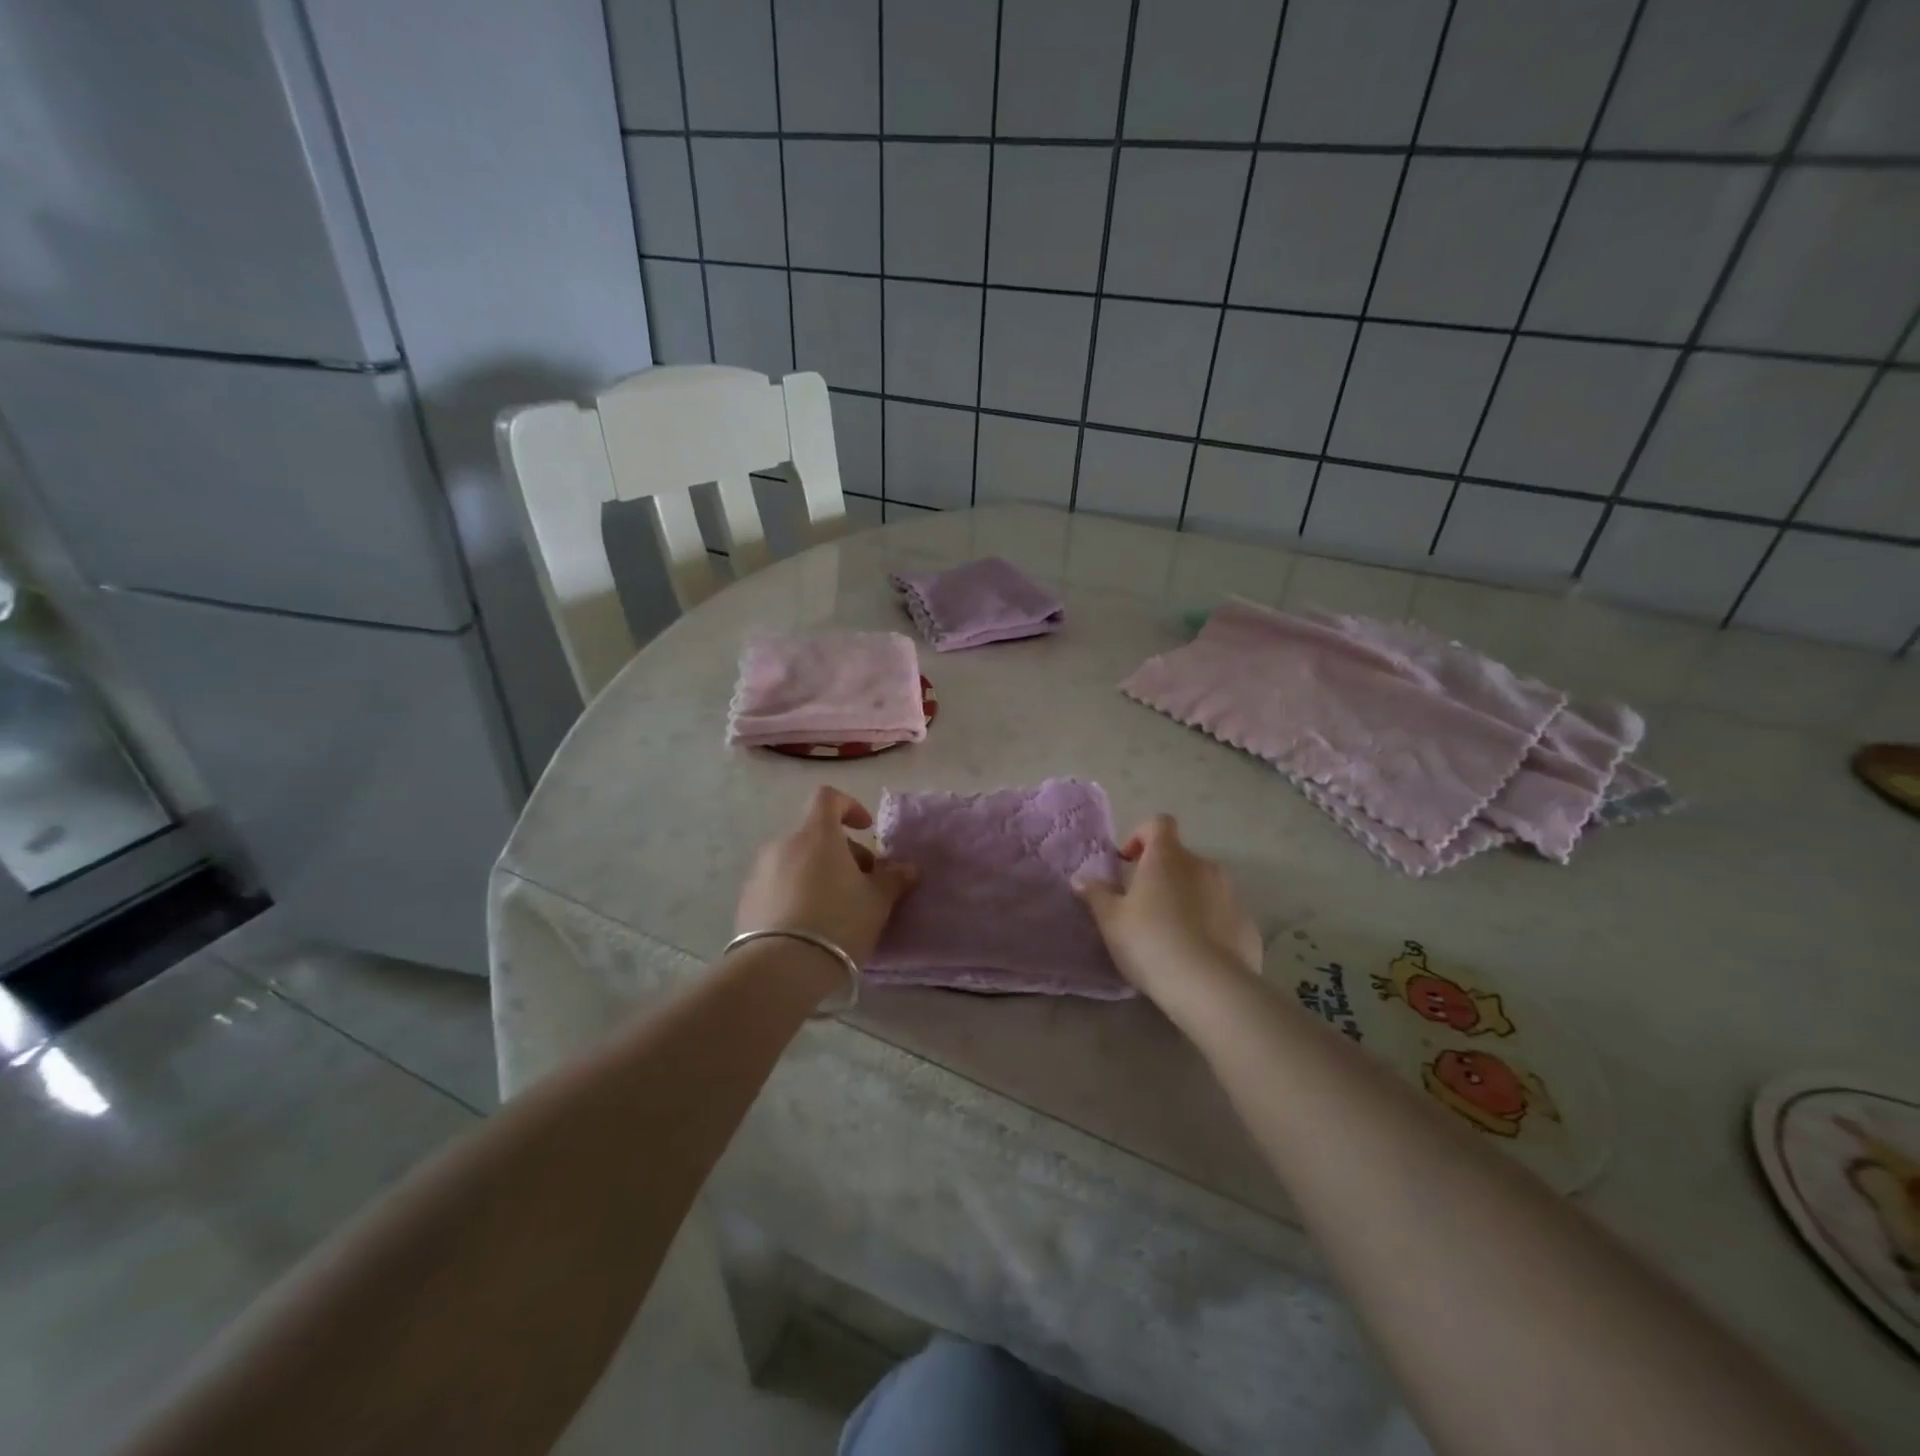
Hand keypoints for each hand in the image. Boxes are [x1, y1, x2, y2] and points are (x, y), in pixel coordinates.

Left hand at [735, 787, 918, 965]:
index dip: (850, 806)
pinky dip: (796, 893)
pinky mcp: (746, 900)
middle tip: (862, 884)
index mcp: (816, 835)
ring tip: (836, 909)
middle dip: (841, 853)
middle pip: (815, 835)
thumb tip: (908, 869)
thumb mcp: (877, 902)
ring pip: (796, 861)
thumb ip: (893, 880)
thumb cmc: (837, 922)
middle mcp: (783, 844)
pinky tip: (809, 926)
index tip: (867, 829)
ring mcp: (760, 872)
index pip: (828, 798)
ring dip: (818, 874)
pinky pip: (778, 885)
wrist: (779, 968)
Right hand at [1074, 815, 1260, 1005]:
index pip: (1159, 824)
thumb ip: (1096, 894)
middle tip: (1143, 906)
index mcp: (1168, 857)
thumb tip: (1081, 879)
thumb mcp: (1111, 920)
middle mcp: (1203, 865)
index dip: (1141, 836)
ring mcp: (1230, 893)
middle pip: (1179, 857)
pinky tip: (1196, 953)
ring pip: (1203, 885)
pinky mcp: (1247, 923)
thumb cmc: (1150, 942)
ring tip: (1170, 933)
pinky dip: (1209, 923)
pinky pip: (1222, 913)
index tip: (1127, 863)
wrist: (1209, 987)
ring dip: (1186, 897)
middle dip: (1162, 874)